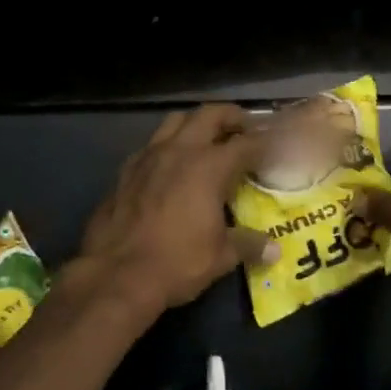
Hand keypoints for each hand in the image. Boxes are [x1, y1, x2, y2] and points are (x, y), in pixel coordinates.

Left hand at [74, 104, 278, 316]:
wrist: (116, 274)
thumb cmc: (176, 263)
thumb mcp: (221, 257)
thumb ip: (248, 244)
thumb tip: (274, 249)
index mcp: (209, 166)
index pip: (246, 143)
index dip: (264, 142)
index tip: (274, 147)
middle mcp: (179, 151)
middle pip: (209, 115)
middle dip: (231, 117)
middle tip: (244, 129)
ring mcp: (148, 157)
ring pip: (175, 122)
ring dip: (196, 124)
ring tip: (207, 140)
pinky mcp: (125, 171)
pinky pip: (152, 145)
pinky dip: (168, 146)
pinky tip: (171, 167)